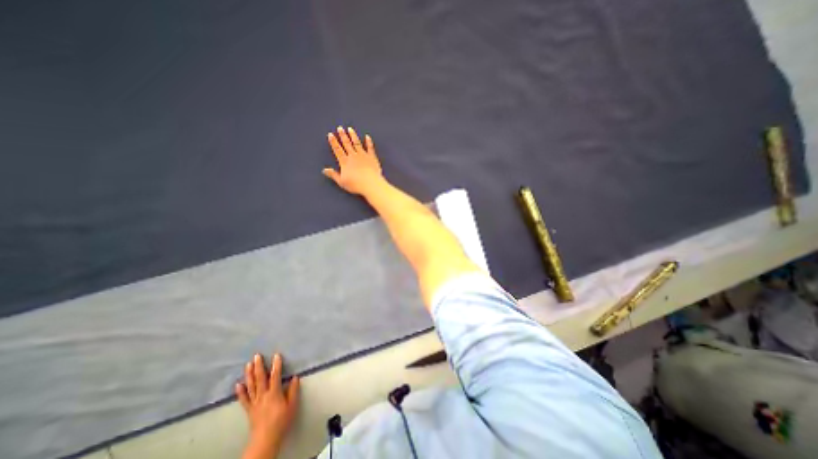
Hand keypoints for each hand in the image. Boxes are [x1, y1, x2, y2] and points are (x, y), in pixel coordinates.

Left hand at [236, 353, 298, 457]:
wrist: (266, 439)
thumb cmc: (282, 420)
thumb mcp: (292, 405)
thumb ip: (293, 390)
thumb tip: (295, 377)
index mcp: (274, 393)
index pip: (275, 376)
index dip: (276, 365)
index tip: (276, 355)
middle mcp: (263, 395)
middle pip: (260, 378)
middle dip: (258, 366)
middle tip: (257, 356)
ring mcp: (255, 402)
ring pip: (251, 386)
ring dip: (249, 375)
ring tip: (248, 364)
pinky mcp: (249, 409)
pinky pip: (244, 399)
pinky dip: (241, 391)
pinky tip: (238, 384)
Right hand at [322, 126, 383, 195]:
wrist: (370, 184)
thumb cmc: (355, 184)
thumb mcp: (342, 181)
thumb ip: (333, 175)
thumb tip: (324, 170)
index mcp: (345, 162)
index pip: (337, 150)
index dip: (333, 142)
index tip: (330, 134)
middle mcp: (353, 156)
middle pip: (347, 144)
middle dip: (343, 135)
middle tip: (340, 128)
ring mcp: (363, 155)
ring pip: (357, 143)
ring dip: (353, 135)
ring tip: (350, 129)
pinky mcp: (372, 157)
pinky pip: (370, 147)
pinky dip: (368, 142)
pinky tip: (367, 136)